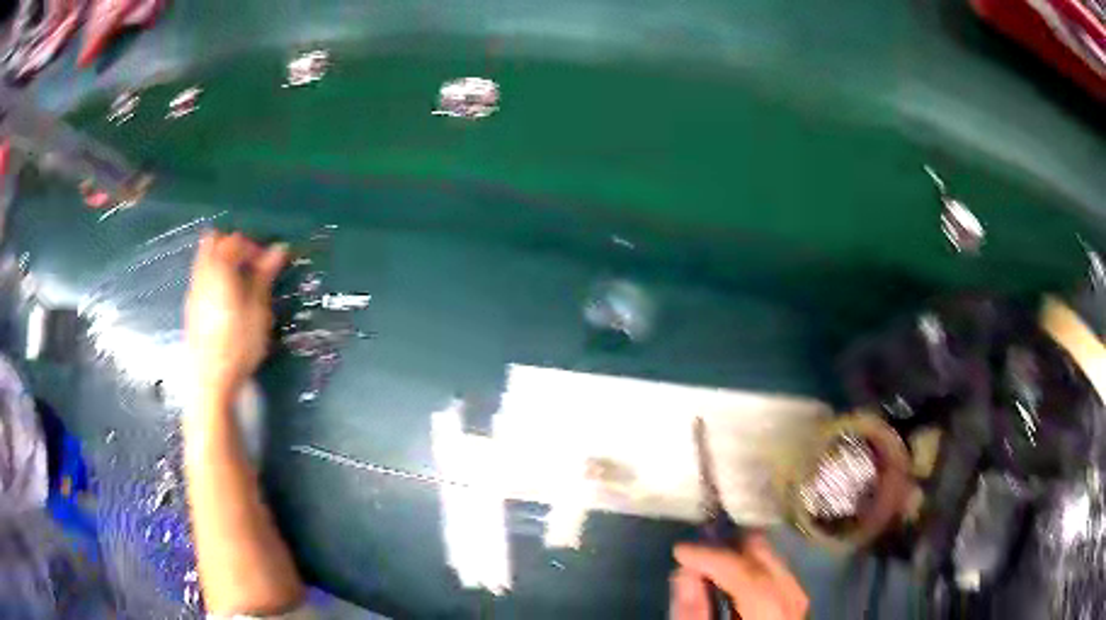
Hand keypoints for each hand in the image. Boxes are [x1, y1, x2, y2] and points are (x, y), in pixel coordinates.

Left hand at [186, 231, 287, 396]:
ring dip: (223, 263)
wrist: (210, 381)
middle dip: (234, 248)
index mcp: (219, 268)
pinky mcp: (191, 308)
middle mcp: (202, 273)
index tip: (269, 266)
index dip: (254, 247)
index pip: (236, 241)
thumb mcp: (258, 310)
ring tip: (241, 286)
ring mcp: (193, 290)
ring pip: (205, 260)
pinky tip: (228, 303)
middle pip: (214, 243)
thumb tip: (279, 248)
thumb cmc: (238, 345)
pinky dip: (215, 279)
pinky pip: (202, 278)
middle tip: (252, 268)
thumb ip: (264, 276)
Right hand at [671, 534, 807, 619]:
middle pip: (769, 562)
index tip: (680, 550)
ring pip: (776, 564)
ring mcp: (799, 605)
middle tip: (697, 551)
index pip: (748, 577)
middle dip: (732, 548)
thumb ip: (692, 613)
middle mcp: (793, 606)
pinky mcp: (796, 607)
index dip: (714, 558)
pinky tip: (733, 575)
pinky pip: (779, 575)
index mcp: (770, 617)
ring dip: (743, 557)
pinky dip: (754, 569)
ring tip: (710, 561)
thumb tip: (684, 571)